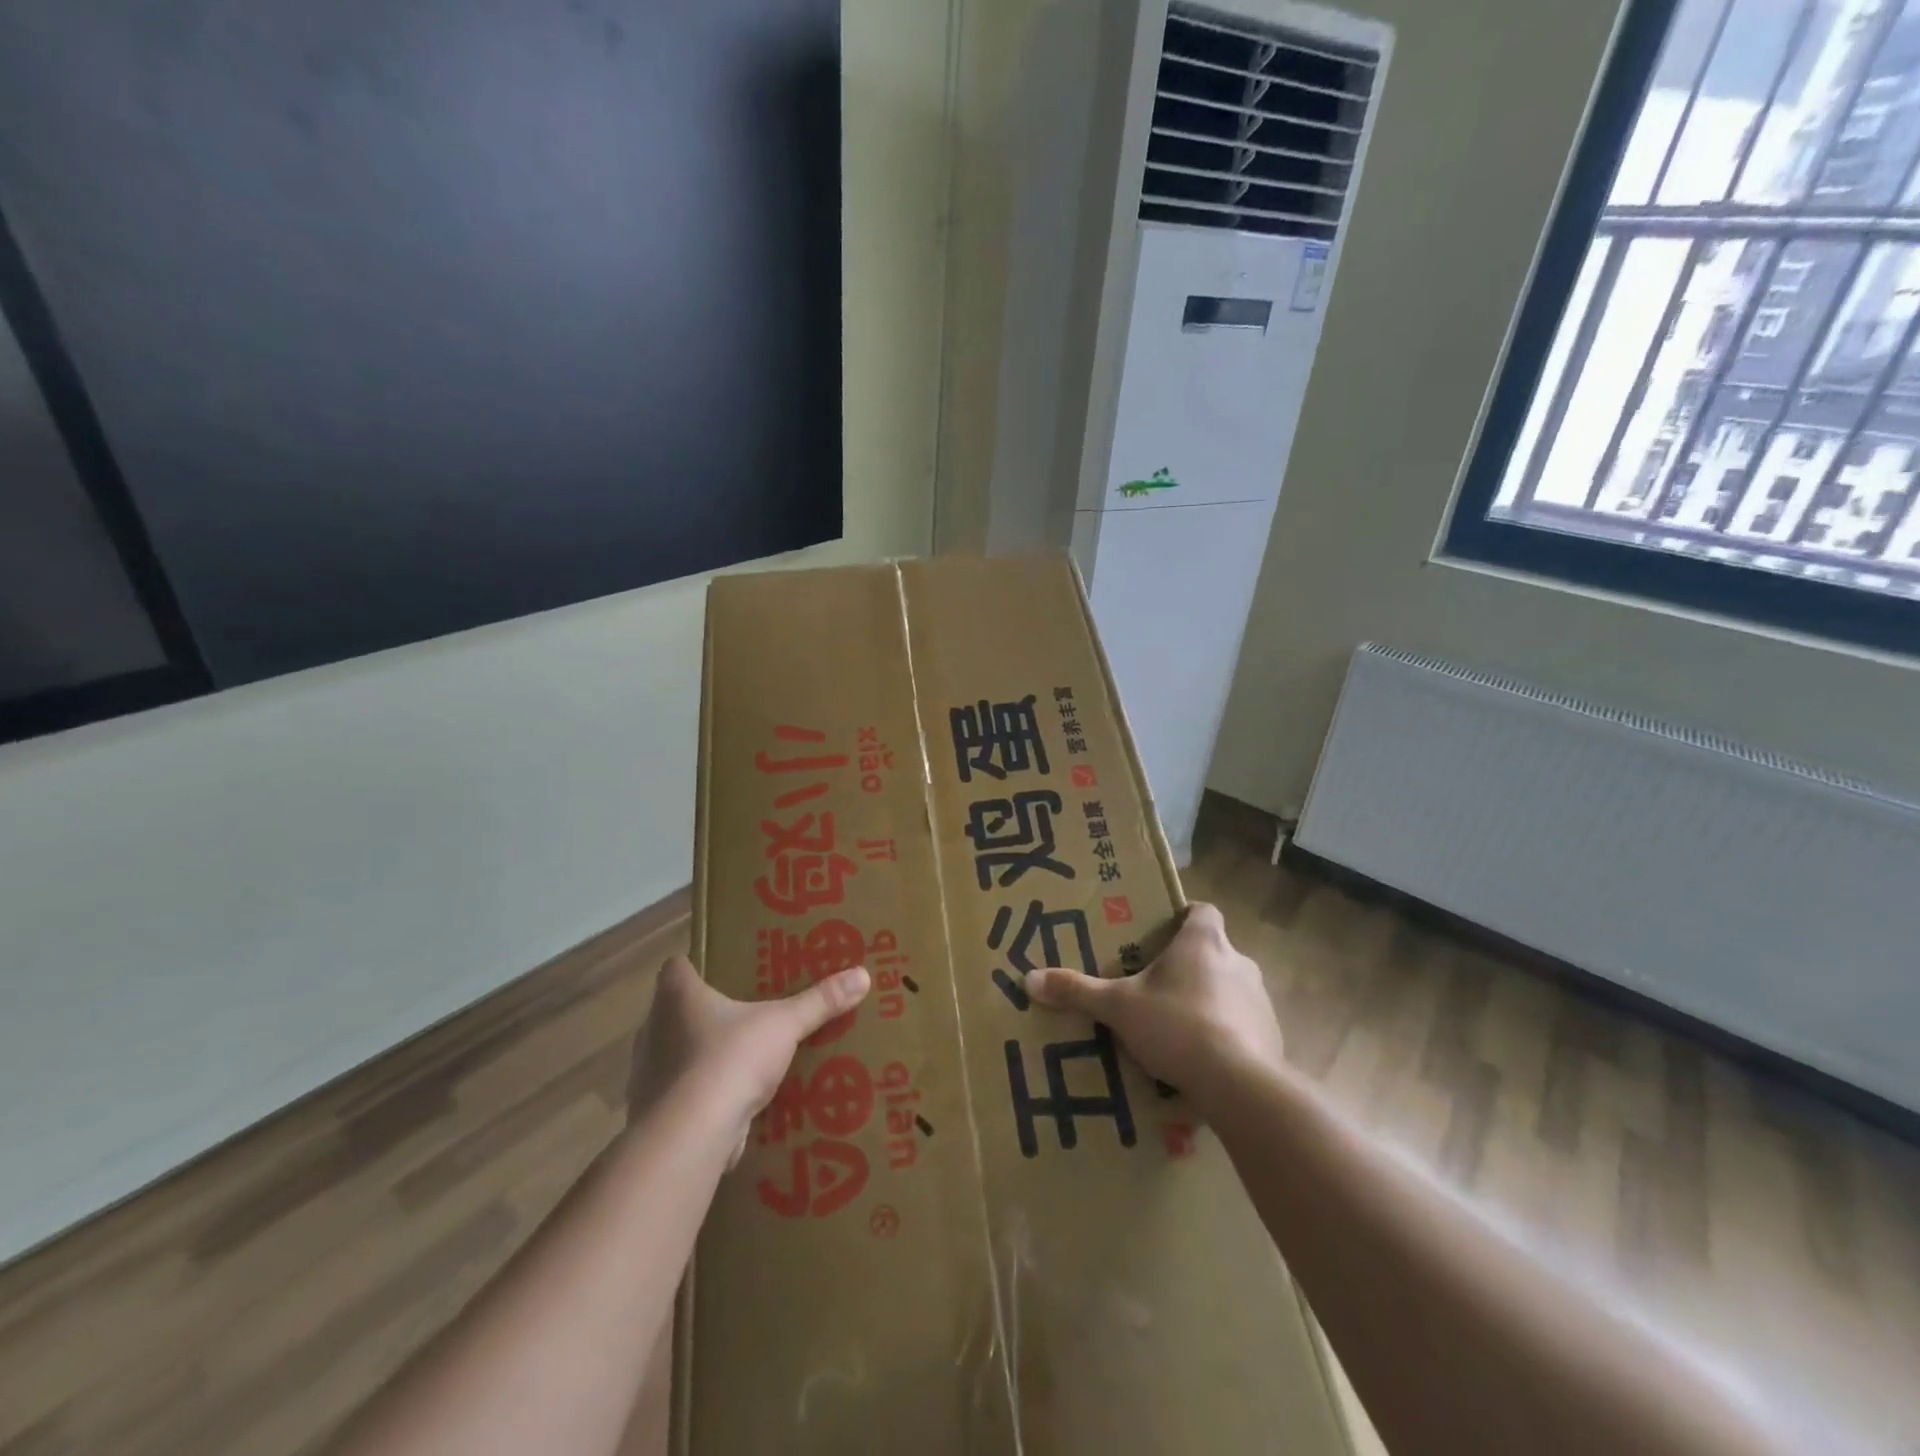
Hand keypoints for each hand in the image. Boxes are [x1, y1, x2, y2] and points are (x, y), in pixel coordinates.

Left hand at [629, 957, 870, 1160]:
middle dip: (705, 1011)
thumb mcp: (784, 1024)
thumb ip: (819, 1001)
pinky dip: (701, 1093)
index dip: (696, 964)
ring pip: (677, 1052)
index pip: (675, 966)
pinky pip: (682, 1092)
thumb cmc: (729, 1060)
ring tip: (741, 1055)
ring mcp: (648, 1073)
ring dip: (701, 1054)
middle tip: (744, 1009)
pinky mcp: (656, 1112)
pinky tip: (730, 1099)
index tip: (722, 969)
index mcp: (676, 996)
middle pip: (676, 1009)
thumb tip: (863, 975)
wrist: (691, 1136)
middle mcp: (653, 1029)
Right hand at [1027, 902, 1283, 1110]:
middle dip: (1188, 964)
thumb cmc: (1177, 1025)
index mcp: (1203, 941)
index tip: (1161, 932)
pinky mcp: (1272, 1035)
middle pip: (1213, 950)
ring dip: (1208, 999)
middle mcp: (1238, 961)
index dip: (1183, 916)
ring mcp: (1260, 999)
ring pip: (1230, 987)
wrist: (1240, 1084)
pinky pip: (1244, 1023)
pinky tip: (1202, 1057)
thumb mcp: (1118, 1007)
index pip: (1202, 910)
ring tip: (1175, 1024)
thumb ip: (1077, 990)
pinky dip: (1226, 1032)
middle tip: (1156, 983)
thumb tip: (1029, 978)